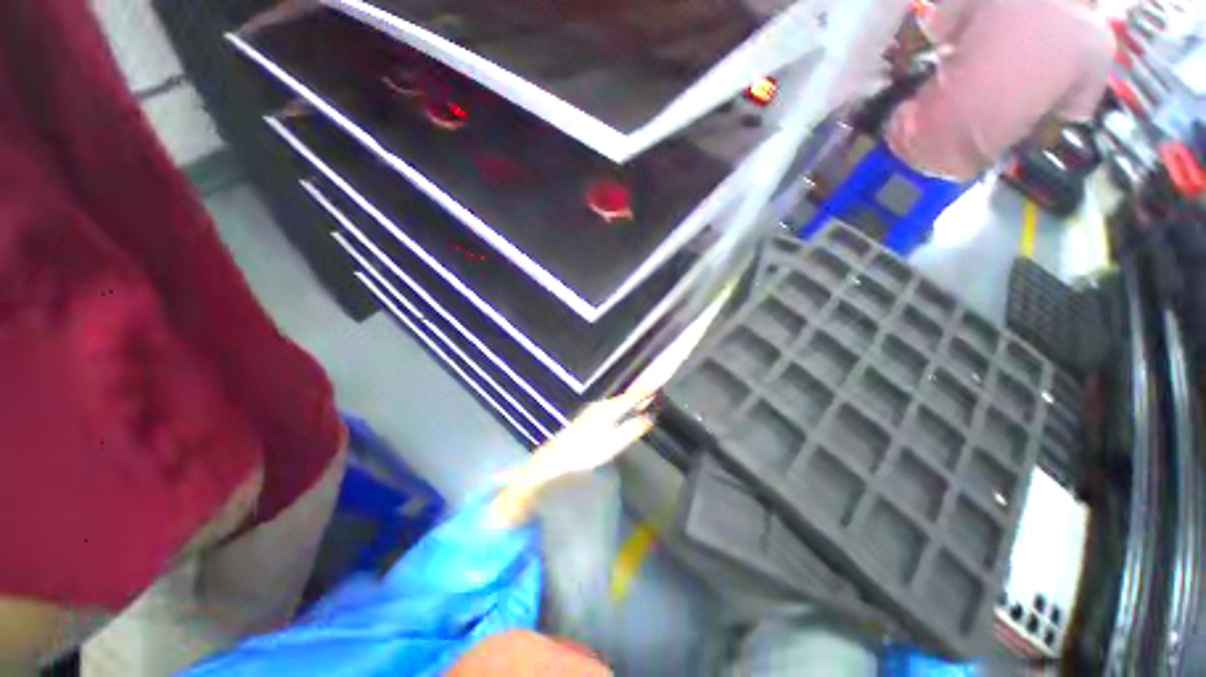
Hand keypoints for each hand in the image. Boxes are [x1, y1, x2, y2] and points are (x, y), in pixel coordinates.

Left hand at [487, 391, 655, 526]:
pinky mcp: (588, 416)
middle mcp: (600, 405)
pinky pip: (610, 406)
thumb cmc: (585, 453)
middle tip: (654, 389)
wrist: (554, 459)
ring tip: (643, 398)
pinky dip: (621, 405)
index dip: (645, 391)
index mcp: (608, 409)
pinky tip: (624, 409)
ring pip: (616, 401)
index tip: (658, 385)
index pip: (631, 397)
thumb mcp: (613, 444)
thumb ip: (632, 429)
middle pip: (624, 396)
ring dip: (630, 399)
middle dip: (639, 393)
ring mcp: (593, 410)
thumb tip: (649, 418)